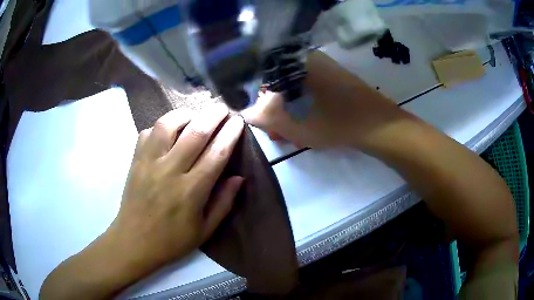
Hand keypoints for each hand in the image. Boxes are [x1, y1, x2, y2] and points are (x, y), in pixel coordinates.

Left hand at [108, 105, 244, 270]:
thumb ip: (223, 203)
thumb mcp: (204, 230)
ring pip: (168, 125)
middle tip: (222, 107)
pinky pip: (148, 132)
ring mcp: (149, 163)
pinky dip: (161, 126)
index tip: (238, 121)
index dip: (230, 135)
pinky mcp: (135, 161)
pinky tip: (168, 131)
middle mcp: (170, 171)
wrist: (134, 241)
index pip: (216, 154)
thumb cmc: (172, 240)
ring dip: (185, 114)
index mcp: (191, 191)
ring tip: (194, 115)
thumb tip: (239, 177)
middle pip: (195, 133)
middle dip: (213, 115)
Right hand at [242, 51, 404, 149]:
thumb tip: (247, 112)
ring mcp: (324, 70)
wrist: (379, 126)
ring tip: (288, 134)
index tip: (260, 120)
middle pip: (280, 84)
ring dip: (288, 111)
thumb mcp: (296, 125)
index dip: (258, 99)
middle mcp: (309, 60)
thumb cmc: (336, 122)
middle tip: (274, 131)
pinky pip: (310, 92)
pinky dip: (303, 108)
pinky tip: (303, 126)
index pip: (265, 76)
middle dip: (274, 110)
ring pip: (295, 90)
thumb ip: (266, 118)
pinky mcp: (334, 81)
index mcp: (298, 63)